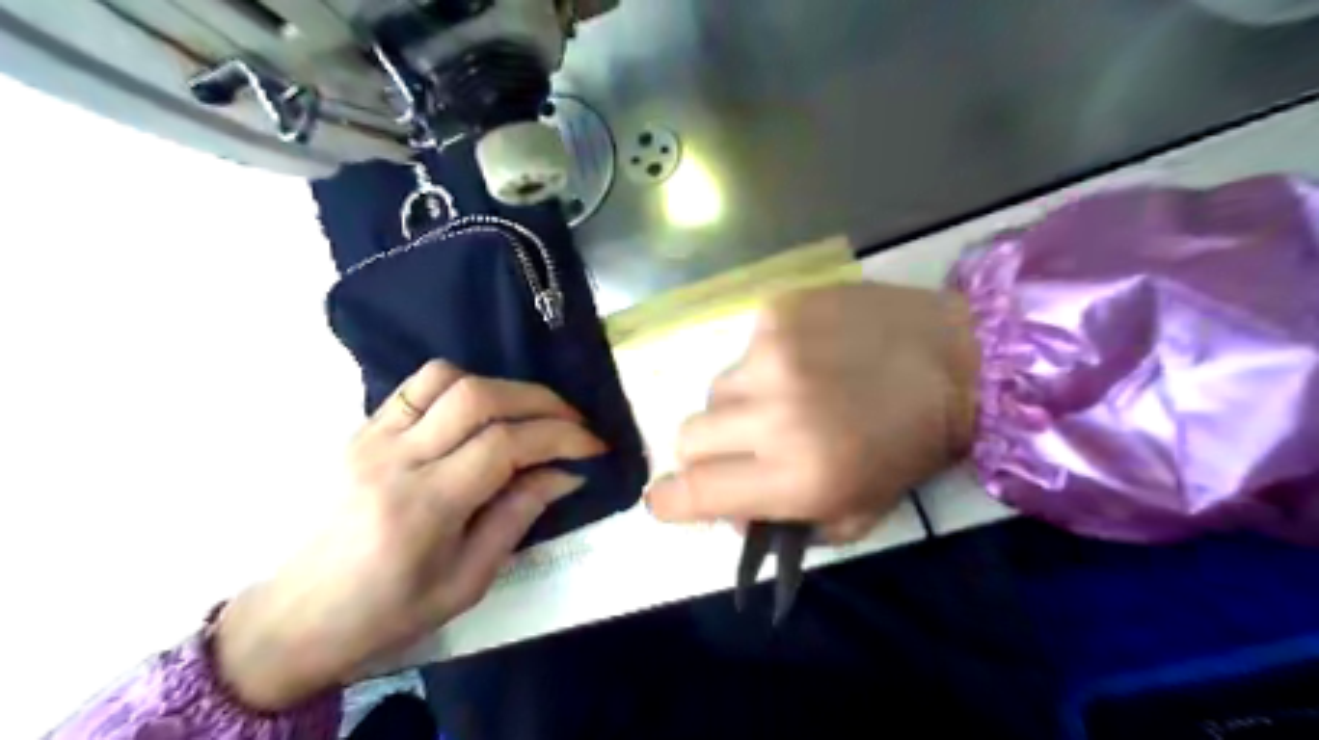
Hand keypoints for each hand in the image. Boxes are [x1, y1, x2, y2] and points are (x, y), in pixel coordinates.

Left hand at [216, 362, 606, 710]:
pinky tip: (483, 410)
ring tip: (530, 413)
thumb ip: (518, 515)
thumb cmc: (388, 612)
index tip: (594, 447)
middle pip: (479, 397)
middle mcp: (395, 459)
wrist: (297, 616)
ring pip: (446, 378)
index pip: (504, 445)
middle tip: (575, 421)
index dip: (559, 437)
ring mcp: (372, 437)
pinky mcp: (362, 428)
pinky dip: (463, 385)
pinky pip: (418, 386)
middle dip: (542, 401)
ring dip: (501, 386)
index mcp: (423, 508)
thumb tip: (567, 472)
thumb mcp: (467, 580)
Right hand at [646, 284, 972, 542]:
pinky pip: (745, 349)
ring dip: (739, 404)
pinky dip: (765, 363)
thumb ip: (785, 523)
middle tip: (742, 446)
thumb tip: (728, 509)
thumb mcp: (857, 512)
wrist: (958, 358)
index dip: (668, 500)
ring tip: (787, 396)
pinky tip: (807, 358)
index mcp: (798, 475)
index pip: (696, 491)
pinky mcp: (779, 311)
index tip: (665, 499)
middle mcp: (775, 413)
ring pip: (716, 390)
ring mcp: (773, 353)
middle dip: (706, 451)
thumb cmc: (910, 445)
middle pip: (689, 436)